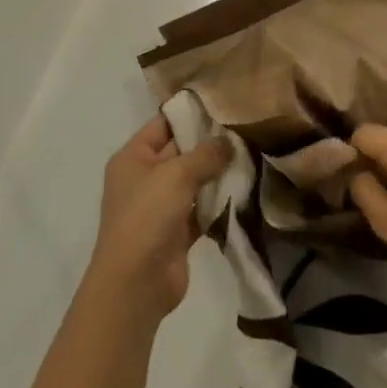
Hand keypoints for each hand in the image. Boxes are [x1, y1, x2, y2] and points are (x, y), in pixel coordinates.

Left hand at [85, 116, 230, 327]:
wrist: (135, 284)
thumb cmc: (147, 216)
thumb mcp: (176, 175)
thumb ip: (205, 154)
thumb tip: (228, 142)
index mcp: (133, 158)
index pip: (163, 124)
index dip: (190, 114)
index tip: (224, 103)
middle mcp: (145, 178)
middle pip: (181, 152)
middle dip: (211, 144)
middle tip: (247, 129)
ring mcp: (160, 207)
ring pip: (194, 182)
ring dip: (218, 174)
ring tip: (253, 155)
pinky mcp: (177, 233)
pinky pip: (201, 210)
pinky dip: (219, 203)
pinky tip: (246, 190)